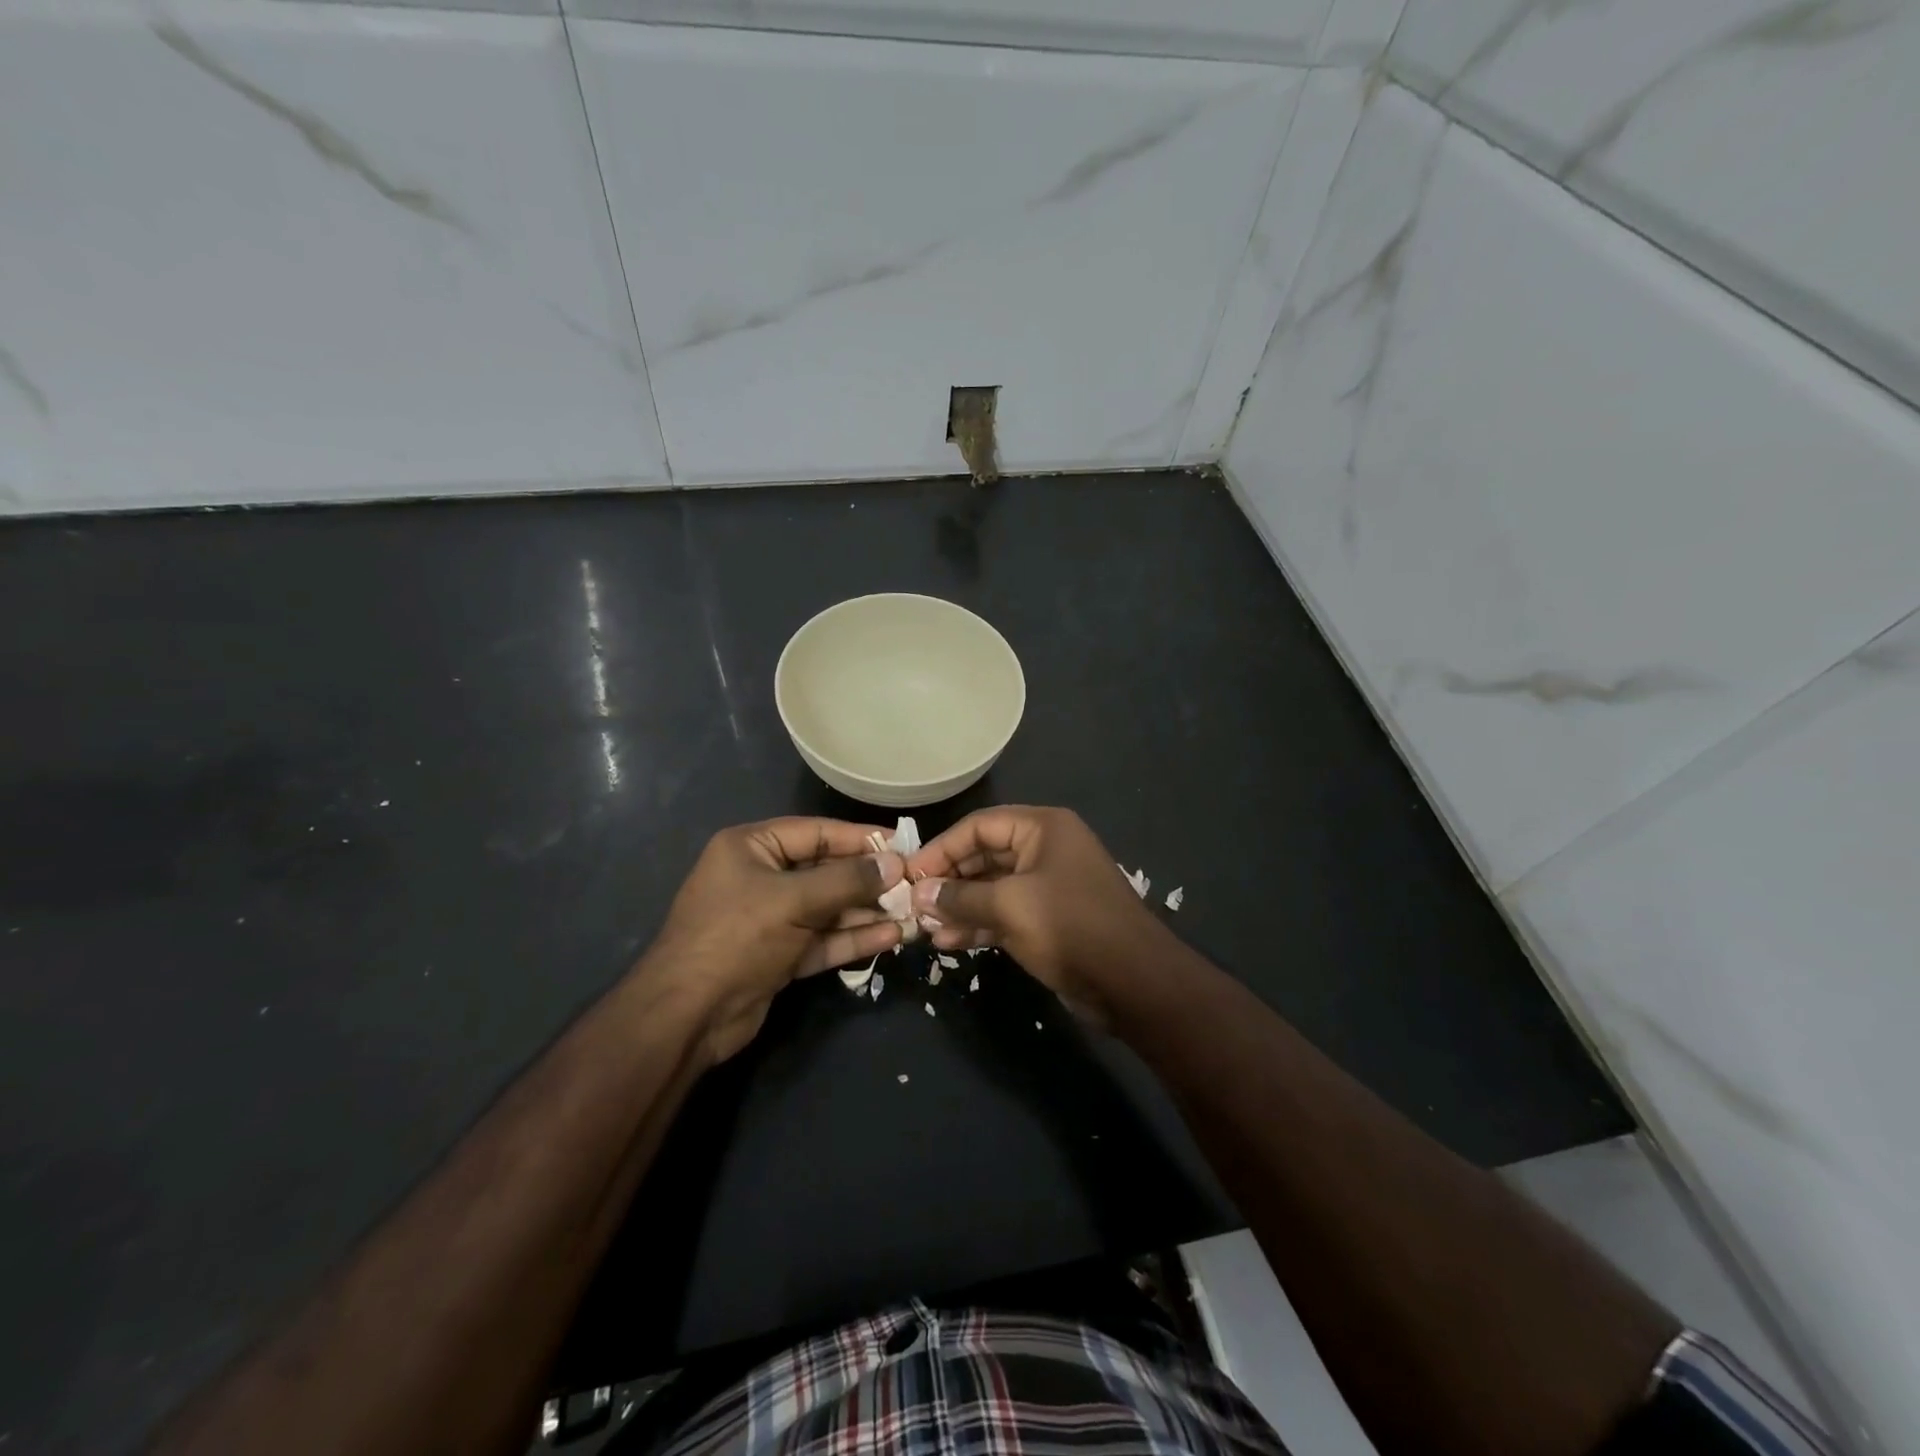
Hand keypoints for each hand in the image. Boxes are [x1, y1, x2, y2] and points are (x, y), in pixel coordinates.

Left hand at [642, 818, 904, 1063]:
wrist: (687, 1016)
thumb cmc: (736, 937)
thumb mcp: (793, 900)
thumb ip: (847, 880)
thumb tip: (895, 863)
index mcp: (752, 847)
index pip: (816, 832)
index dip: (860, 838)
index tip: (903, 843)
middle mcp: (761, 877)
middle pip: (825, 870)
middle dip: (868, 880)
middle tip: (913, 884)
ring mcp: (770, 918)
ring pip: (828, 908)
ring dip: (866, 911)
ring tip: (911, 912)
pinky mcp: (779, 954)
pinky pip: (822, 938)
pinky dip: (852, 938)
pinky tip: (891, 936)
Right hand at [906, 806, 1163, 1019]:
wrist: (1133, 983)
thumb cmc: (1070, 927)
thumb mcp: (1009, 906)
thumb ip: (961, 897)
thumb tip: (920, 894)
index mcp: (1043, 828)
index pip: (979, 826)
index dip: (942, 848)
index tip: (910, 875)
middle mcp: (1046, 849)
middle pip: (984, 855)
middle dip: (949, 881)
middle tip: (914, 904)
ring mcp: (1048, 886)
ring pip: (992, 888)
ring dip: (959, 907)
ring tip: (925, 929)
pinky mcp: (1049, 920)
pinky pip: (1005, 913)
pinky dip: (979, 924)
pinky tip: (949, 942)